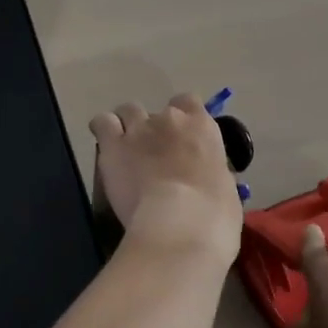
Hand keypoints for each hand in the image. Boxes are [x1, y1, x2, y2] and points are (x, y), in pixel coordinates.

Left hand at [89, 94, 242, 263]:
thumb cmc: (214, 212)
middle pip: (158, 111)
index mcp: (201, 126)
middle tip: (157, 156)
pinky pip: (102, 123)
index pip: (189, 102)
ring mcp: (139, 129)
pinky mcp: (113, 146)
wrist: (179, 224)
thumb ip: (211, 170)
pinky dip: (104, 130)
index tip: (183, 138)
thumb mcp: (225, 186)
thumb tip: (204, 175)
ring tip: (128, 150)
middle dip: (156, 129)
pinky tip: (107, 147)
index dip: (184, 118)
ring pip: (128, 111)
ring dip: (129, 126)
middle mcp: (169, 119)